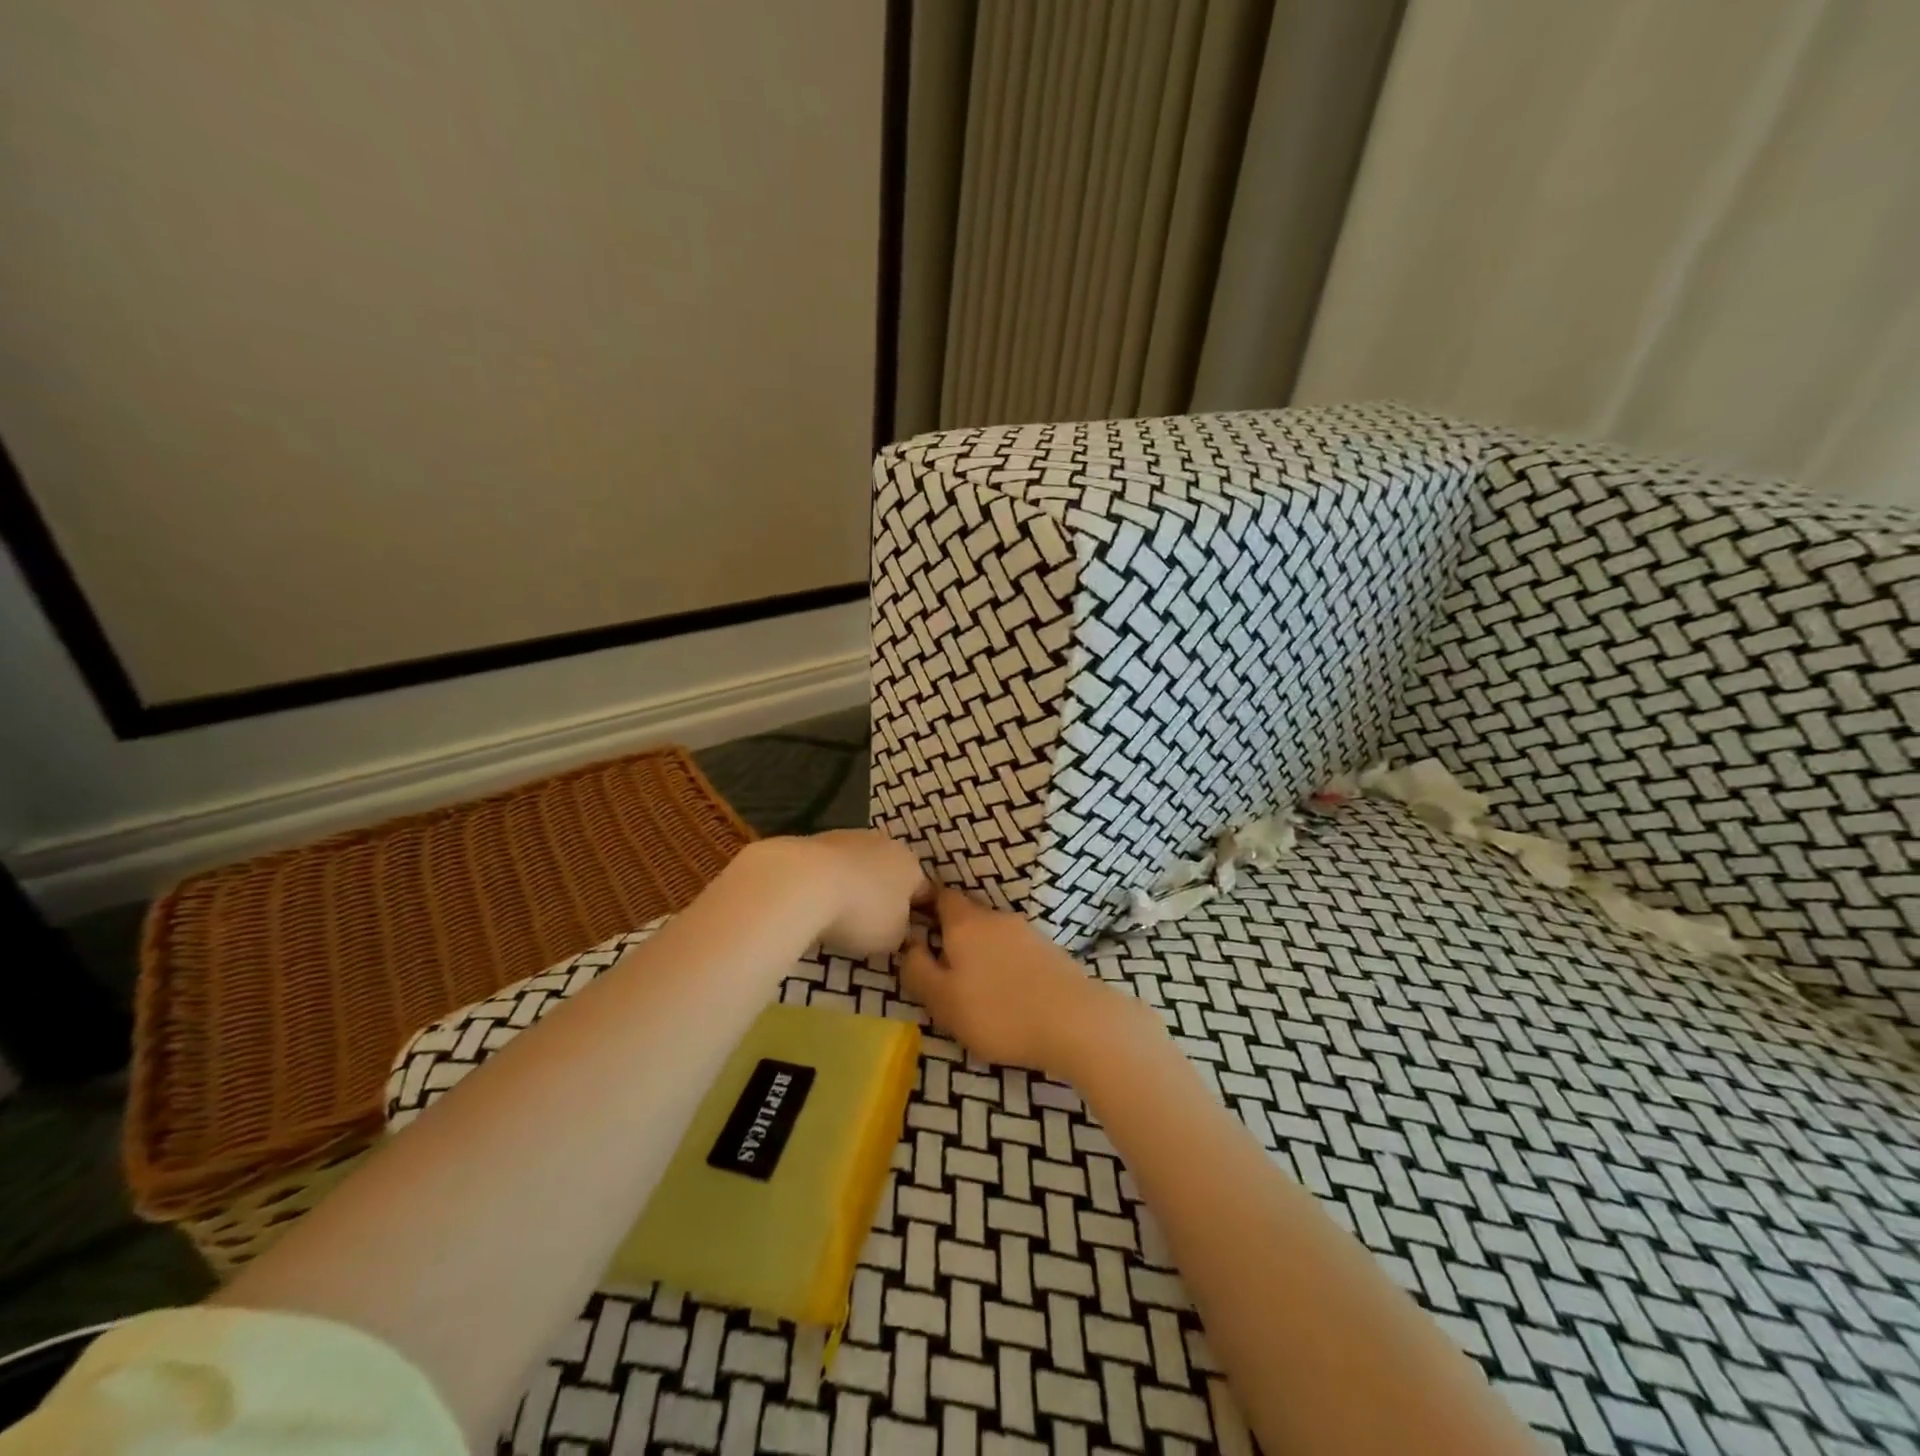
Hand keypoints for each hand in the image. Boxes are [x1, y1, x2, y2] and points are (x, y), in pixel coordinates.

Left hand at [791, 830, 930, 958]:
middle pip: (891, 874)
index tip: (908, 935)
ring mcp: (851, 837)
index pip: (925, 892)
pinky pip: (832, 867)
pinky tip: (816, 901)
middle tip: (871, 926)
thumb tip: (898, 928)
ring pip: (860, 866)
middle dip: (884, 896)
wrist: (805, 881)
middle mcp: (886, 844)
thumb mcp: (893, 938)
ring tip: (838, 916)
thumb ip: (902, 932)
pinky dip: (828, 881)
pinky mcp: (818, 838)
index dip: (919, 914)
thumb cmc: (862, 912)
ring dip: (855, 886)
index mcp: (912, 866)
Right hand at [900, 887, 1160, 1081]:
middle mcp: (996, 917)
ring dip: (979, 950)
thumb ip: (918, 970)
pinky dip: (1003, 962)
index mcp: (965, 923)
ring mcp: (1027, 932)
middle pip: (967, 915)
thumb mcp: (943, 1001)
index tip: (914, 926)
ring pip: (992, 932)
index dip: (925, 905)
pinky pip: (1014, 948)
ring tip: (972, 984)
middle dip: (951, 933)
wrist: (1075, 1022)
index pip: (941, 895)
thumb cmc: (999, 1012)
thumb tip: (909, 944)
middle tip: (939, 966)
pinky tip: (1005, 990)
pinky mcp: (1049, 951)